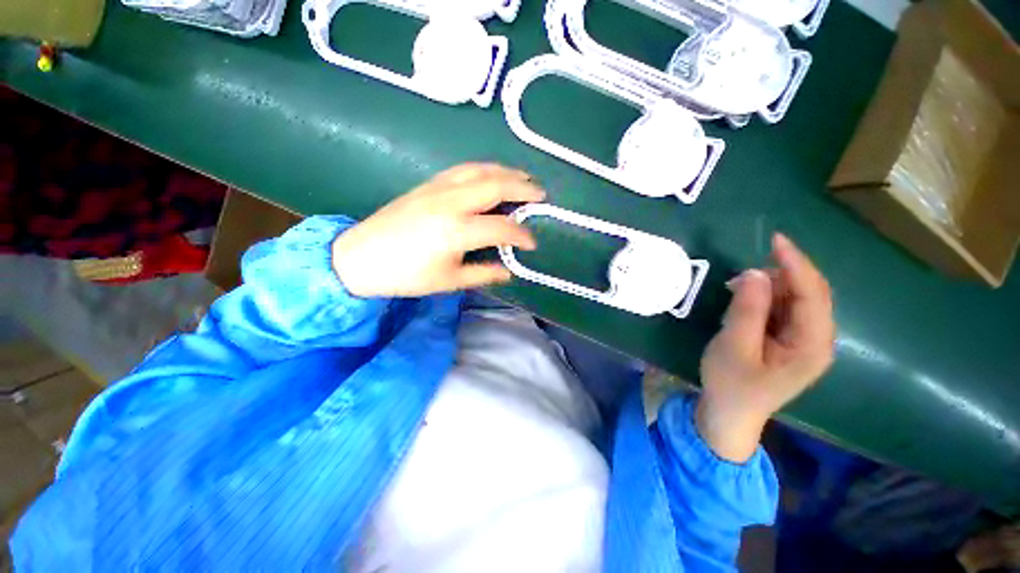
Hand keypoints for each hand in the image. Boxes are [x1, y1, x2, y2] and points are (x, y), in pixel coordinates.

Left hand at [332, 163, 544, 297]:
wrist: (360, 257)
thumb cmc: (406, 276)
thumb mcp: (449, 281)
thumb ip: (484, 274)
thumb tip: (509, 271)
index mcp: (457, 230)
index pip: (502, 227)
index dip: (522, 235)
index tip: (532, 243)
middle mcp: (451, 202)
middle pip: (496, 185)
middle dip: (524, 187)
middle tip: (541, 195)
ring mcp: (438, 188)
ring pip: (480, 170)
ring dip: (506, 172)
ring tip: (523, 178)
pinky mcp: (428, 184)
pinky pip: (463, 169)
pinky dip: (485, 169)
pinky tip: (492, 175)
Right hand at [697, 233, 834, 462]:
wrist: (730, 414)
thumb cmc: (731, 384)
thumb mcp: (733, 345)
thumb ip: (747, 309)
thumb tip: (754, 273)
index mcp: (812, 345)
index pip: (813, 293)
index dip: (795, 263)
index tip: (775, 239)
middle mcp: (818, 340)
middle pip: (811, 293)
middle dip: (782, 275)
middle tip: (743, 274)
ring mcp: (805, 341)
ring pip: (797, 300)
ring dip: (771, 287)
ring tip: (737, 289)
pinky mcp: (790, 342)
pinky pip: (784, 310)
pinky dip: (766, 299)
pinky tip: (745, 301)